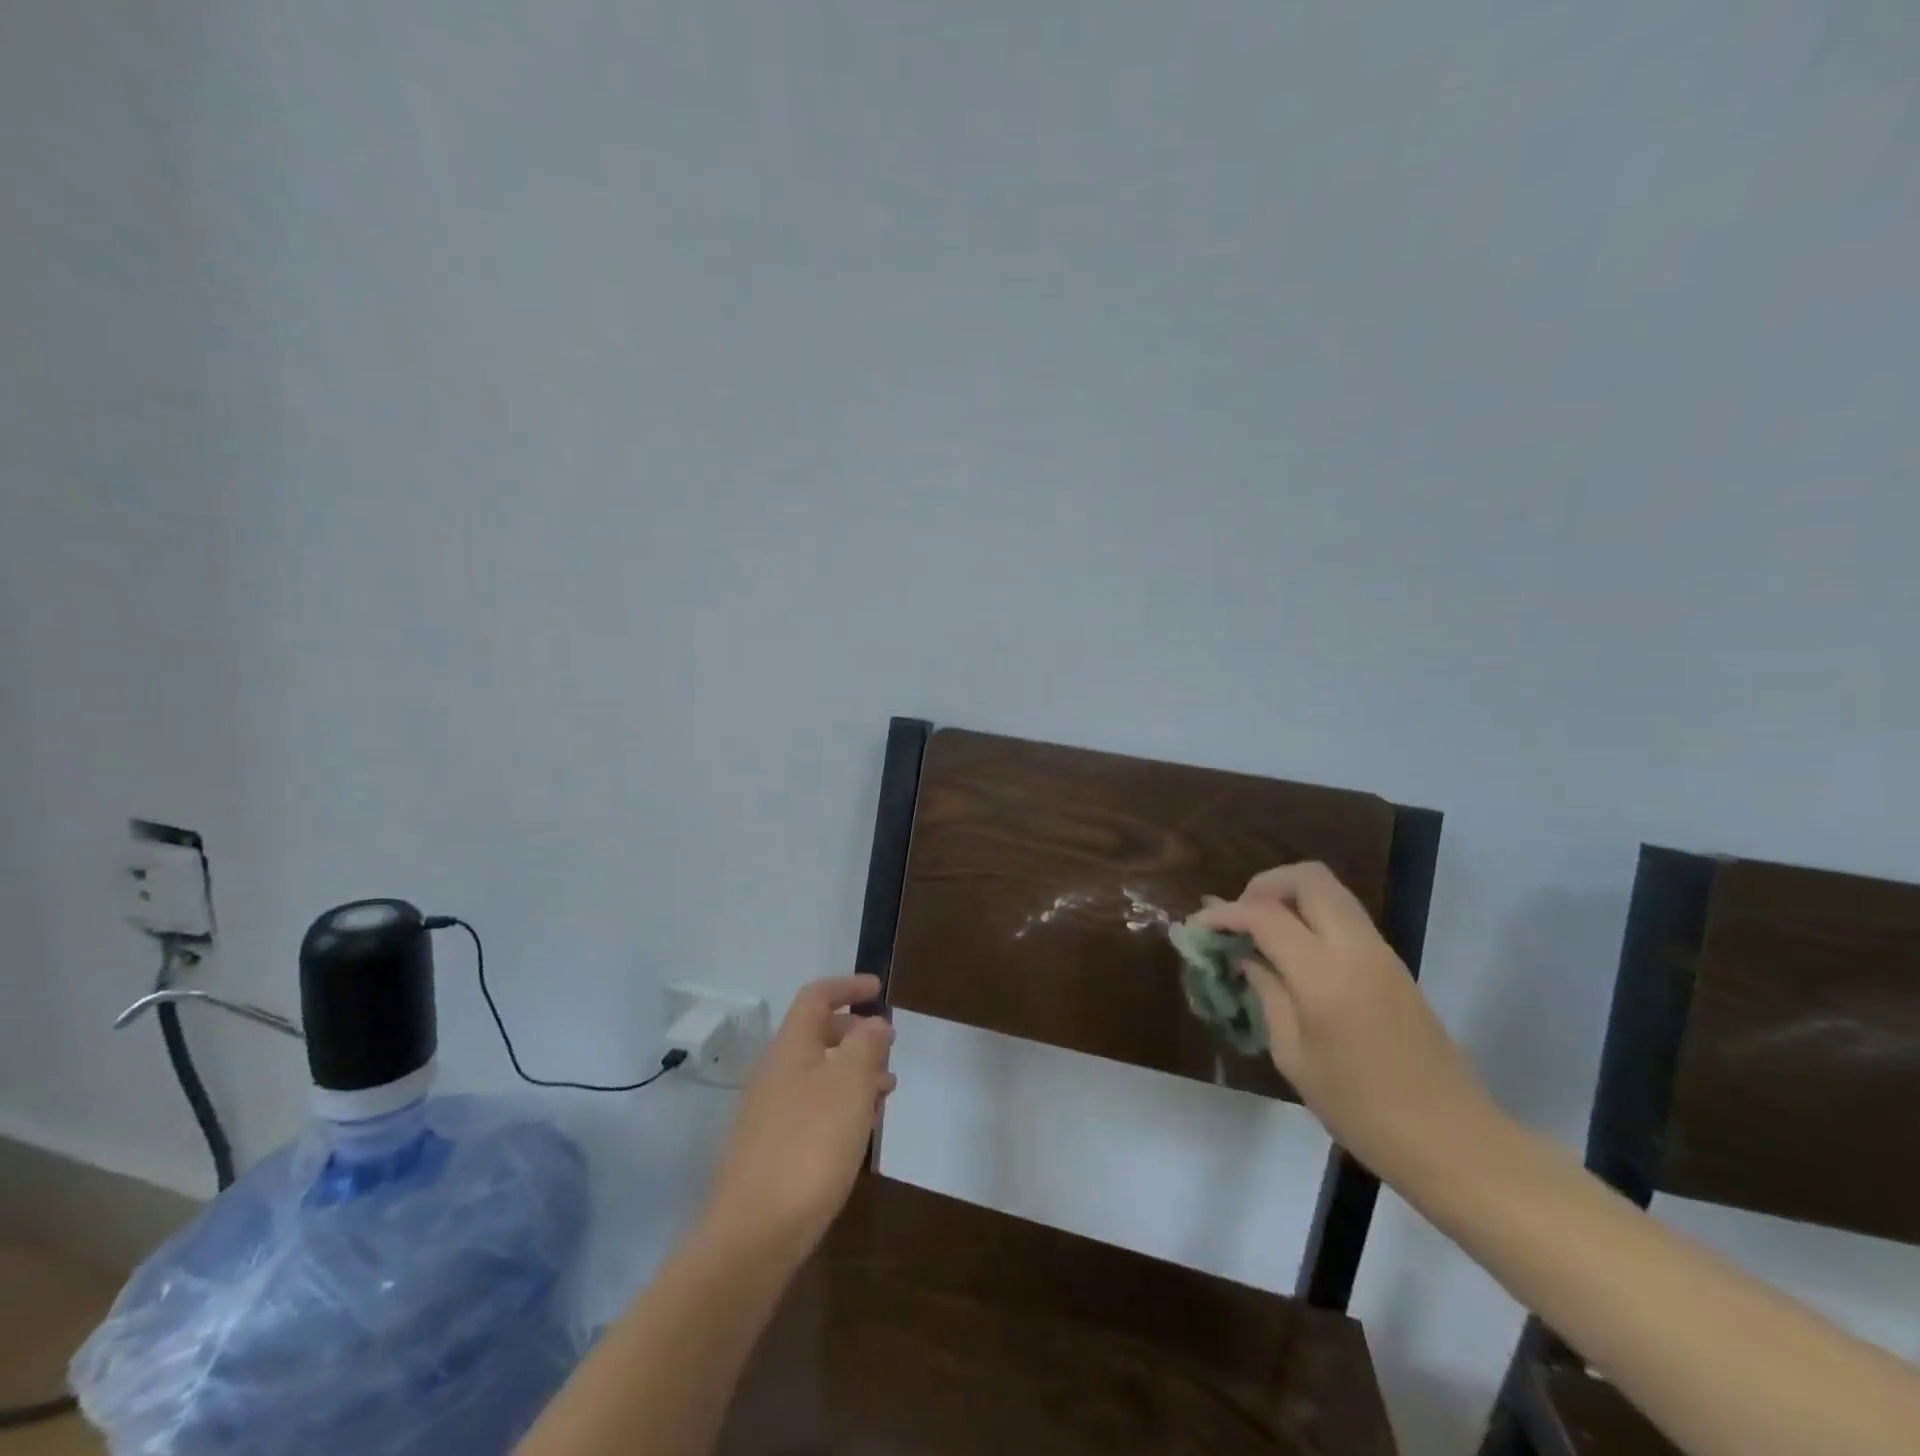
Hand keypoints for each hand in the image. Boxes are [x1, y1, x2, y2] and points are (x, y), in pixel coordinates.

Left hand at [702, 975, 895, 1266]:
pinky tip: (858, 1129)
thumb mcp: (850, 1085)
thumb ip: (866, 1045)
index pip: (816, 996)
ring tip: (885, 1090)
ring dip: (851, 1071)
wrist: (753, 1235)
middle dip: (854, 1032)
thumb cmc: (809, 1146)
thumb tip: (874, 1023)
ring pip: (816, 1073)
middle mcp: (774, 1072)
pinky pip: (810, 1107)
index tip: (879, 990)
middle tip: (888, 1046)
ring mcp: (768, 1113)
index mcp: (790, 1048)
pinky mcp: (770, 1149)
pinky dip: (839, 1103)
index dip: (847, 986)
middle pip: (815, 1034)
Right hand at [1189, 863, 1495, 1176]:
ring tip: (1260, 933)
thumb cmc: (1361, 1110)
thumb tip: (1245, 958)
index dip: (1225, 913)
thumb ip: (1267, 994)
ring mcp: (1380, 952)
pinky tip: (1292, 952)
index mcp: (1323, 975)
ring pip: (1330, 891)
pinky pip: (1345, 916)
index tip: (1199, 926)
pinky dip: (1311, 916)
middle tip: (1239, 918)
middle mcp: (1354, 948)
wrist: (1452, 1140)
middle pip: (1307, 878)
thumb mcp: (1294, 1056)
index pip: (1264, 915)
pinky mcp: (1393, 964)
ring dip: (1289, 897)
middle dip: (1263, 886)